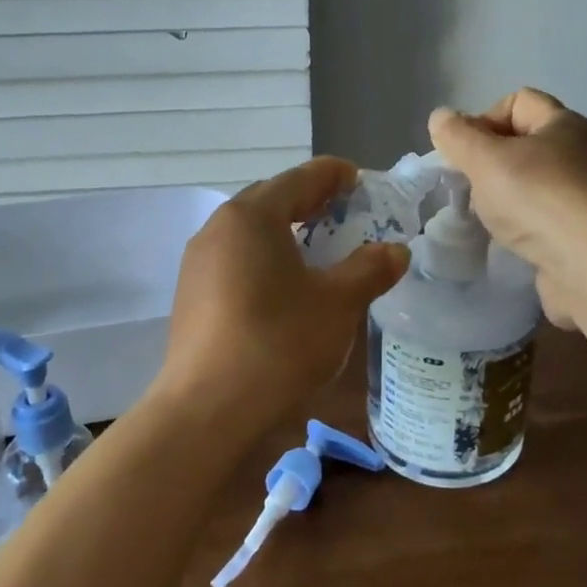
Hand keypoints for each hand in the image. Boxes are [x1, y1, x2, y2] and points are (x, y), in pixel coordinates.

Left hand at [155, 158, 409, 434]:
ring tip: (318, 245)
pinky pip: (235, 259)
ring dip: (285, 230)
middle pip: (270, 199)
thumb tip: (396, 251)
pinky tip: (284, 283)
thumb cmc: (278, 344)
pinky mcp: (191, 295)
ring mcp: (198, 263)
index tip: (358, 178)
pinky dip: (265, 257)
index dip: (333, 175)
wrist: (208, 411)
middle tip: (344, 210)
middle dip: (308, 200)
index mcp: (252, 216)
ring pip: (249, 232)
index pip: (299, 178)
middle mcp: (218, 228)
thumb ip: (369, 269)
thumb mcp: (338, 304)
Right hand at [428, 89, 586, 328]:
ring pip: (536, 184)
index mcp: (564, 124)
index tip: (464, 154)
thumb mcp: (486, 160)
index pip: (518, 101)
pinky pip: (547, 219)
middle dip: (492, 162)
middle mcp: (583, 153)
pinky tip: (513, 242)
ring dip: (508, 198)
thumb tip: (441, 117)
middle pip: (526, 143)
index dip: (484, 119)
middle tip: (471, 187)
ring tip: (488, 219)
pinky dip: (527, 227)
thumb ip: (458, 137)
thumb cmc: (539, 200)